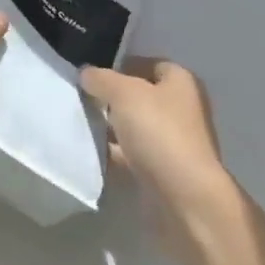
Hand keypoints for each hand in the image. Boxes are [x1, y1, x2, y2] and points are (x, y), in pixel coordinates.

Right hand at [81, 58, 232, 230]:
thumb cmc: (159, 133)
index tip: (91, 74)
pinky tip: (90, 153)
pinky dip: (113, 154)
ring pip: (133, 127)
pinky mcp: (161, 172)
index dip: (119, 65)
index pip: (147, 63)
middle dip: (111, 98)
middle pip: (139, 96)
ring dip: (110, 127)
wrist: (185, 201)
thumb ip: (101, 78)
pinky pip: (131, 156)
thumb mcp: (124, 93)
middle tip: (80, 98)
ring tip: (79, 123)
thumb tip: (86, 73)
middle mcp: (180, 109)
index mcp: (180, 82)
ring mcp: (172, 143)